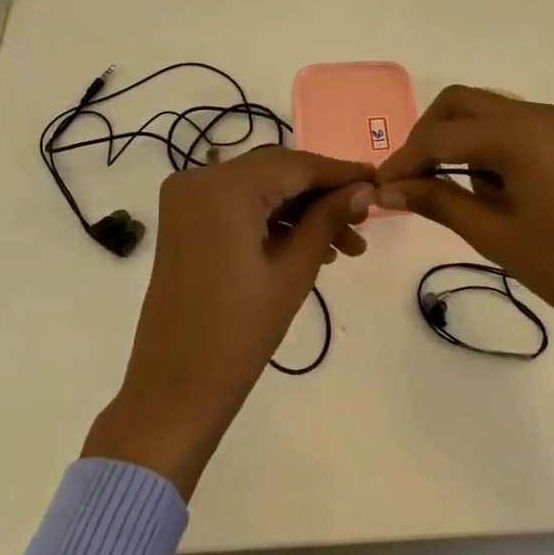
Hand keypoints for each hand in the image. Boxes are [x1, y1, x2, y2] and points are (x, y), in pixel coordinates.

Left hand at [83, 147, 374, 498]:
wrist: (174, 390)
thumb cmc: (239, 333)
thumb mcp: (293, 271)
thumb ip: (328, 219)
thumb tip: (365, 188)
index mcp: (223, 187)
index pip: (296, 164)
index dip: (341, 173)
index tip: (379, 182)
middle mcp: (199, 178)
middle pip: (277, 172)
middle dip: (322, 194)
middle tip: (364, 220)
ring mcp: (186, 199)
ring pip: (260, 189)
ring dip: (300, 211)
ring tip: (345, 247)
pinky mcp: (184, 221)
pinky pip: (238, 206)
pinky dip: (272, 220)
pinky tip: (310, 246)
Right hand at [374, 85, 553, 477]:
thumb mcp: (490, 232)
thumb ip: (435, 200)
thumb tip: (385, 189)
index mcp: (518, 134)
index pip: (442, 135)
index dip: (405, 159)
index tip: (379, 186)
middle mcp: (536, 113)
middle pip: (461, 103)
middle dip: (427, 136)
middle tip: (409, 178)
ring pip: (485, 109)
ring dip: (455, 137)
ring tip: (442, 185)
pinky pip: (511, 124)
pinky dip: (484, 143)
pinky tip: (481, 182)